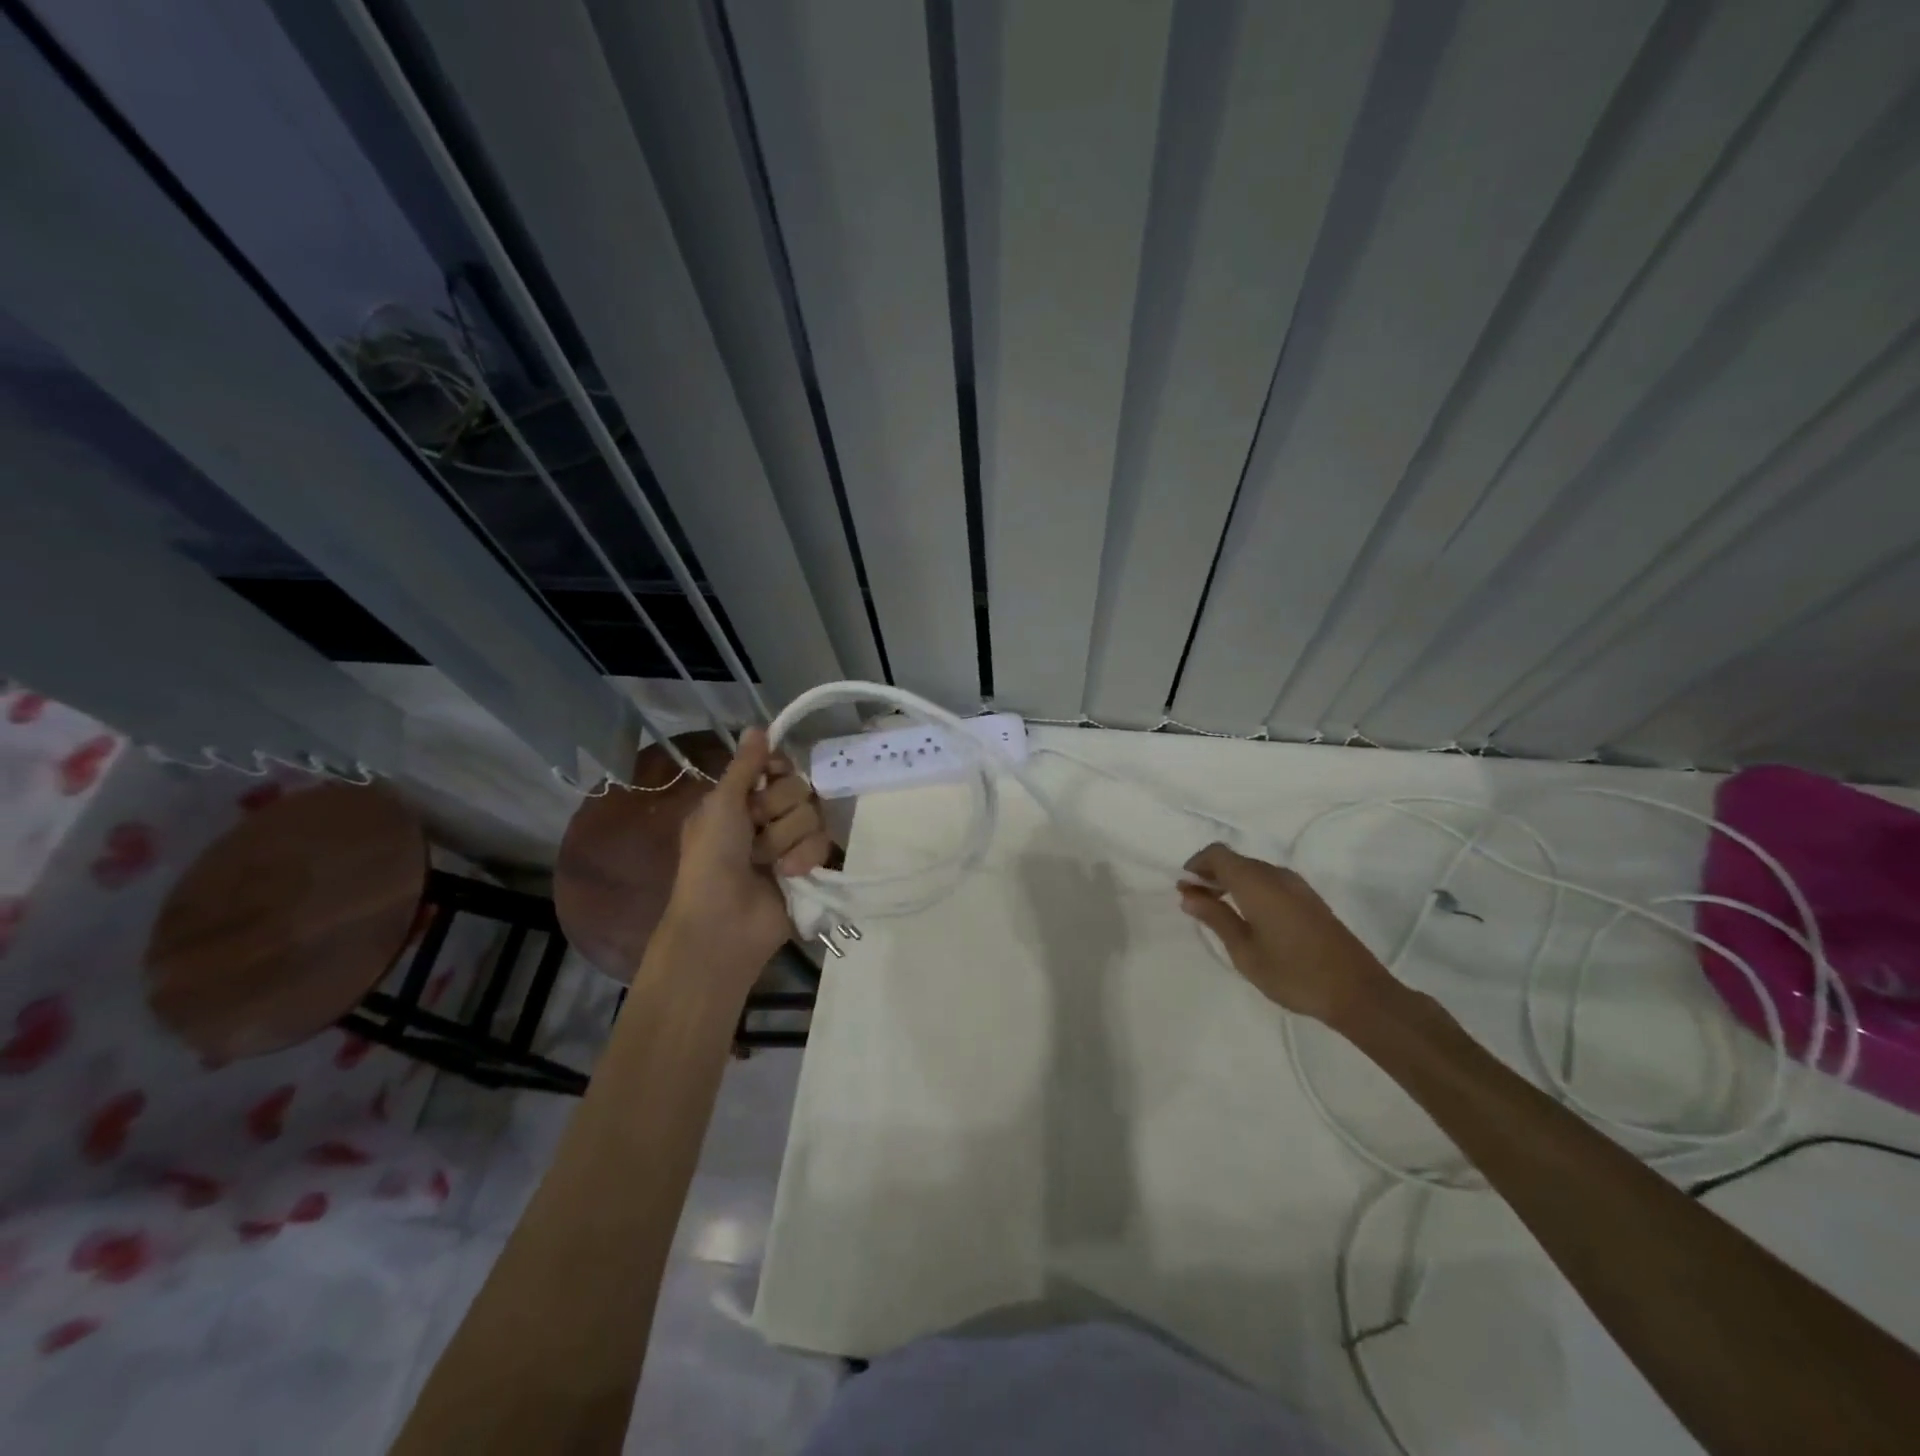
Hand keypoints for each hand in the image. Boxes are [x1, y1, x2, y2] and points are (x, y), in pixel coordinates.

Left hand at [664, 728, 832, 970]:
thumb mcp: (721, 805)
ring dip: (787, 837)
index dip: (777, 769)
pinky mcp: (809, 867)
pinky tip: (787, 874)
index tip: (769, 776)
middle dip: (777, 809)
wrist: (723, 921)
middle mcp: (766, 817)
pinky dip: (804, 857)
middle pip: (799, 787)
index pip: (777, 766)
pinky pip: (824, 843)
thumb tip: (758, 726)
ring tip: (766, 861)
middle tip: (755, 829)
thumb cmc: (711, 860)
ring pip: (813, 814)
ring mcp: (789, 842)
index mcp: (740, 799)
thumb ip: (744, 766)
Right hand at [1178, 843, 1400, 1028]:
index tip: (1184, 888)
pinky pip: (1270, 881)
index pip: (1218, 854)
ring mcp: (1297, 886)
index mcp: (1257, 883)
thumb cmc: (1293, 974)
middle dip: (1211, 874)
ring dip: (1230, 881)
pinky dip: (1250, 889)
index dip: (1196, 865)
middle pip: (1235, 860)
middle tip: (1194, 900)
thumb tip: (1189, 894)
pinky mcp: (1310, 900)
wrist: (1358, 993)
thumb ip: (1216, 918)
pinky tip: (1247, 916)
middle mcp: (1277, 875)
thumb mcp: (1245, 951)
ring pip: (1253, 870)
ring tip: (1217, 910)